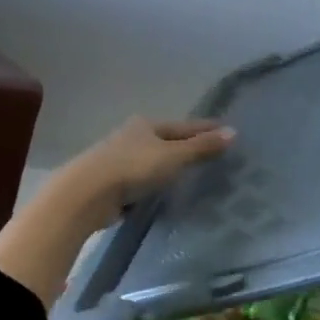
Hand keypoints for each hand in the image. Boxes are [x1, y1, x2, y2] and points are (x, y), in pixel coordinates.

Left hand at [53, 117, 235, 234]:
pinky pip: (141, 181)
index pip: (184, 126)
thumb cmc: (133, 168)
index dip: (205, 129)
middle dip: (186, 146)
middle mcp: (131, 137)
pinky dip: (154, 184)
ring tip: (190, 175)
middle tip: (210, 153)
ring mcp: (118, 160)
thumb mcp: (173, 156)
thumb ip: (202, 147)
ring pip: (152, 160)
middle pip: (166, 141)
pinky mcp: (110, 184)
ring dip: (168, 167)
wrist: (85, 194)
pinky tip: (163, 193)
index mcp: (147, 124)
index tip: (226, 130)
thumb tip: (234, 132)